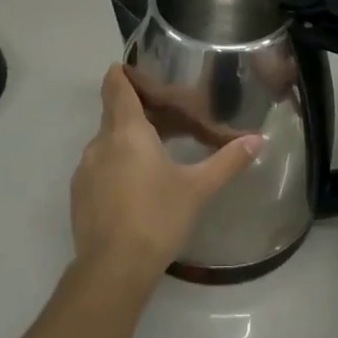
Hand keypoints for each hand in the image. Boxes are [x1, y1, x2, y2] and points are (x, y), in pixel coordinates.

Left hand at [71, 65, 262, 284]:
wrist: (113, 269)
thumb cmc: (158, 217)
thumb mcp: (198, 188)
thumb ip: (227, 161)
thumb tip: (257, 140)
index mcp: (127, 131)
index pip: (116, 87)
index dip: (123, 74)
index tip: (135, 69)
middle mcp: (100, 142)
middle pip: (114, 113)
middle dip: (138, 111)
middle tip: (168, 118)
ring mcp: (85, 169)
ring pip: (107, 141)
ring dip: (128, 141)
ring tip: (157, 154)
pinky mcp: (79, 194)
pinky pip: (99, 166)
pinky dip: (116, 164)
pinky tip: (137, 187)